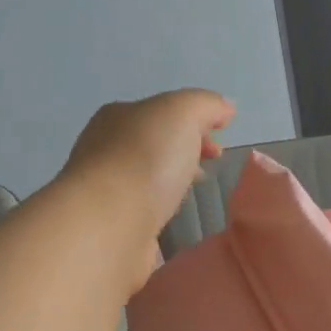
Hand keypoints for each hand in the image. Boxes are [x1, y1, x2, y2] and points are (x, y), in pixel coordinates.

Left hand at [57, 89, 234, 283]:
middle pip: (154, 144)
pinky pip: (141, 209)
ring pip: (147, 177)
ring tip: (194, 193)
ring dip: (171, 181)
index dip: (195, 123)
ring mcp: (105, 189)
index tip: (220, 145)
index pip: (162, 113)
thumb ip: (205, 105)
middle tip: (212, 166)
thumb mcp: (182, 113)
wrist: (108, 225)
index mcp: (118, 117)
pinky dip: (159, 208)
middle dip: (184, 151)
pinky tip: (172, 217)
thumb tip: (225, 108)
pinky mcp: (110, 225)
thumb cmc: (145, 160)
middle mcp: (105, 149)